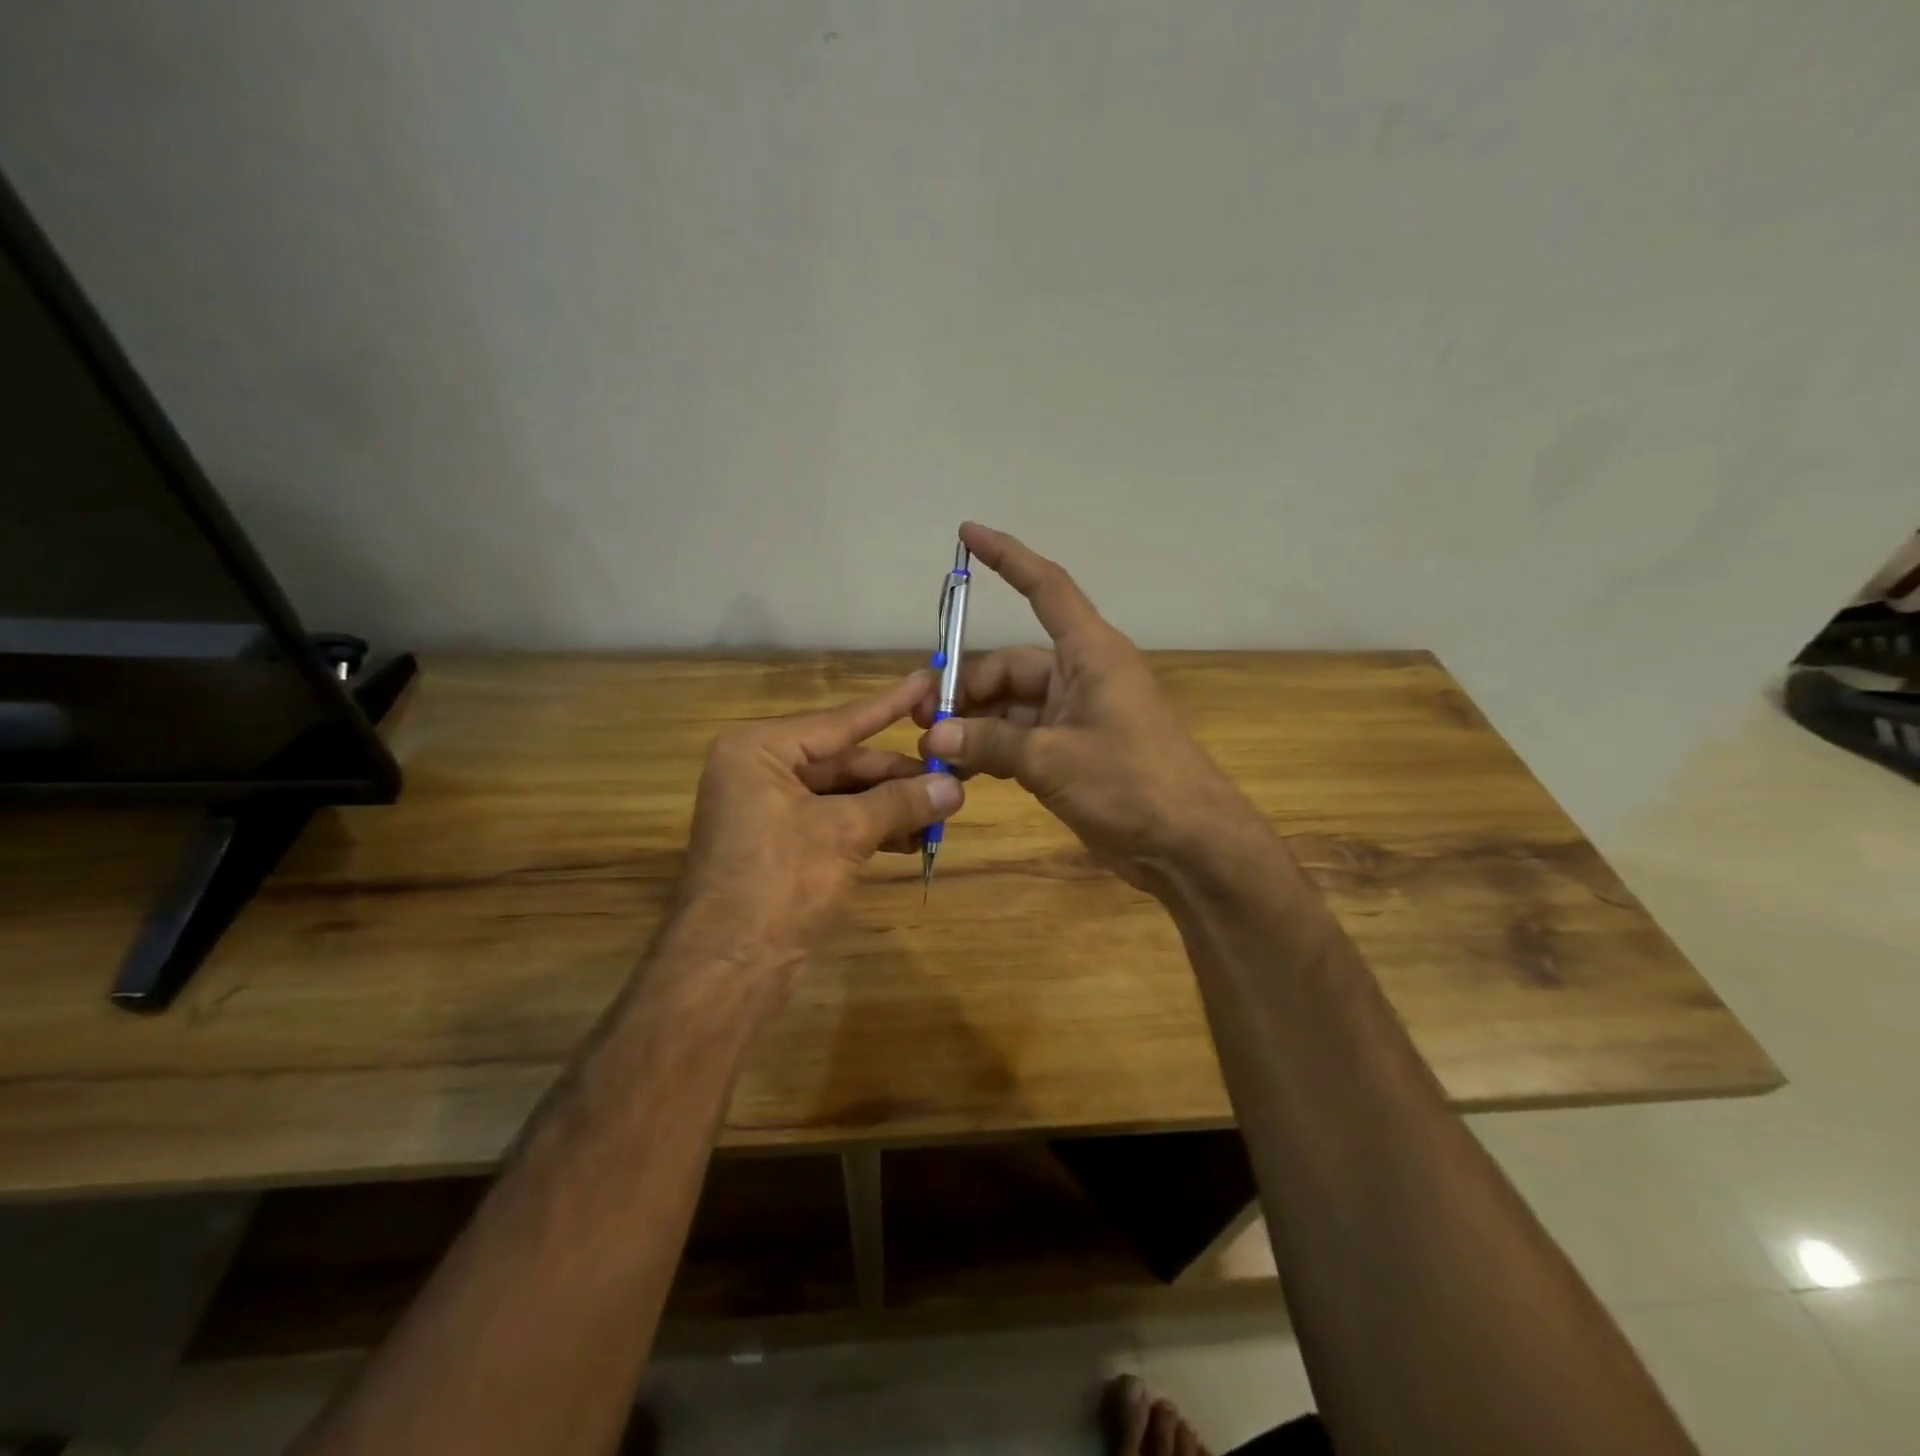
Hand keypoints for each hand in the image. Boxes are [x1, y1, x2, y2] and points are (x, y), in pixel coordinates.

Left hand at [675, 672, 962, 974]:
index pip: (840, 721)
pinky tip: (913, 838)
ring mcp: (769, 810)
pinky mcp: (781, 846)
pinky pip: (836, 823)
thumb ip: (901, 802)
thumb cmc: (778, 882)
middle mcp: (760, 771)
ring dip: (892, 805)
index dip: (890, 704)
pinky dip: (873, 829)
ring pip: (844, 796)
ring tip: (943, 811)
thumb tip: (955, 785)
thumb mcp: (845, 833)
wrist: (728, 969)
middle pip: (845, 762)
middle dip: (898, 775)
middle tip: (953, 775)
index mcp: (759, 749)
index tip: (929, 681)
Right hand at [915, 523, 1254, 892]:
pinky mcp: (1071, 752)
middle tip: (924, 722)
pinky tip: (960, 769)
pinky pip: (1020, 738)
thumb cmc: (1132, 783)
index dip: (1007, 558)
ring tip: (933, 750)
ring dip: (974, 724)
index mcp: (1090, 654)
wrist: (1187, 844)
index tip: (968, 534)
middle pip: (1010, 664)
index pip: (1045, 588)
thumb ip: (990, 743)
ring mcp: (1076, 716)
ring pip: (1010, 706)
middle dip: (966, 689)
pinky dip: (992, 749)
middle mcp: (1081, 676)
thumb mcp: (1053, 759)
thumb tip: (934, 736)